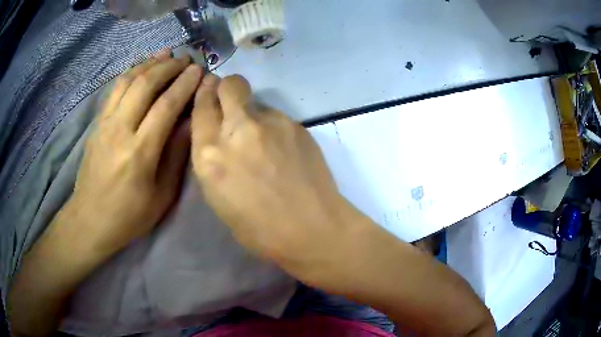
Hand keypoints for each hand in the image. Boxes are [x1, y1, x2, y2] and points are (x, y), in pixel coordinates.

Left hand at [69, 50, 202, 253]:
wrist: (90, 220)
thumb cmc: (129, 215)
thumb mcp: (161, 196)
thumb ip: (175, 156)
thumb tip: (190, 123)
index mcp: (140, 152)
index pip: (166, 106)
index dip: (185, 84)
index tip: (199, 70)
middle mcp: (120, 130)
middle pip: (145, 84)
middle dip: (169, 66)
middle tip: (186, 59)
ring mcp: (105, 124)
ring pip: (128, 81)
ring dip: (149, 63)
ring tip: (166, 53)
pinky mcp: (97, 124)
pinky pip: (114, 90)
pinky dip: (130, 72)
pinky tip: (141, 67)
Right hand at [191, 74, 356, 281]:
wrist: (312, 229)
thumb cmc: (259, 229)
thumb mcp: (218, 197)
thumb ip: (214, 159)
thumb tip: (220, 137)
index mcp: (211, 154)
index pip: (202, 107)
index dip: (204, 95)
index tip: (208, 90)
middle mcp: (238, 130)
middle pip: (230, 85)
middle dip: (227, 88)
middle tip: (232, 102)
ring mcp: (271, 123)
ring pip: (256, 101)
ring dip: (253, 114)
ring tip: (264, 142)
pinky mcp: (296, 125)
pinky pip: (277, 117)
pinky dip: (274, 128)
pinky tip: (284, 151)